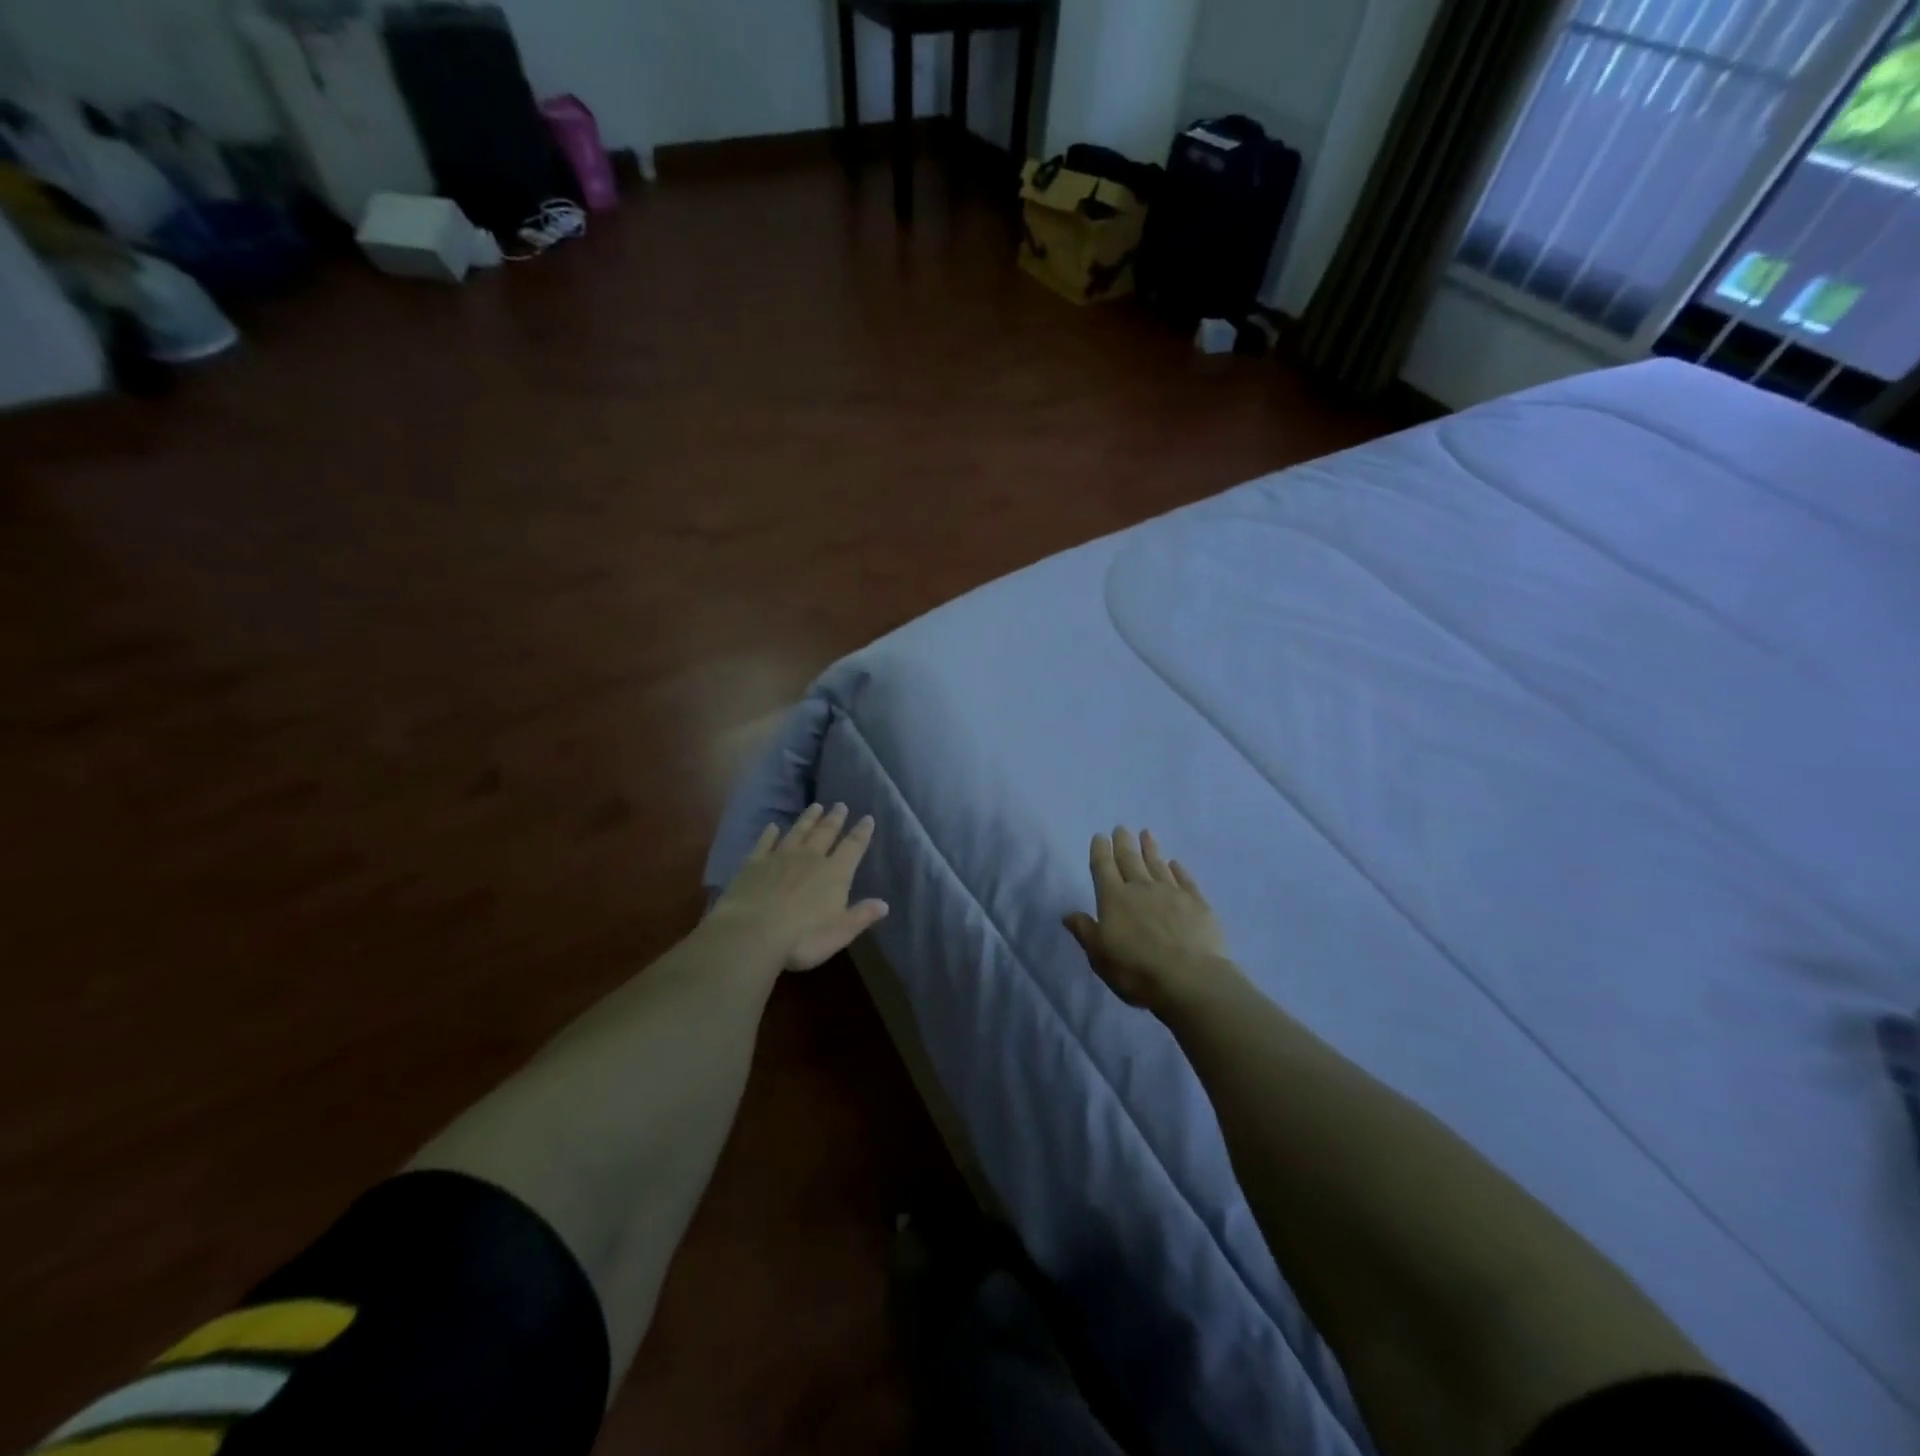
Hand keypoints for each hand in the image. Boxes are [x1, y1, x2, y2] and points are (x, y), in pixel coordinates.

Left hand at [712, 803, 888, 971]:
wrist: (752, 933)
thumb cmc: (803, 937)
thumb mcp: (841, 932)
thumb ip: (862, 915)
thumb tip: (884, 904)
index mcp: (835, 873)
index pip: (853, 847)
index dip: (862, 832)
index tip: (867, 818)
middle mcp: (810, 858)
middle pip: (825, 833)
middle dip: (835, 819)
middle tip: (840, 805)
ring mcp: (780, 857)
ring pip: (798, 831)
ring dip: (808, 819)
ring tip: (815, 806)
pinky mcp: (754, 863)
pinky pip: (765, 843)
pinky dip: (769, 833)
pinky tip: (772, 826)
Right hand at [1064, 828, 1225, 1010]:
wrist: (1189, 979)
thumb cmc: (1135, 969)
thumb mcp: (1099, 955)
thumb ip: (1085, 931)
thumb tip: (1068, 914)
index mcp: (1114, 898)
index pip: (1103, 867)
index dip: (1100, 851)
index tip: (1100, 836)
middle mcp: (1141, 888)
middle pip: (1130, 860)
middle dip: (1123, 843)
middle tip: (1121, 828)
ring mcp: (1171, 893)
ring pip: (1157, 864)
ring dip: (1150, 849)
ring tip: (1147, 834)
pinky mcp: (1197, 903)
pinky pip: (1185, 879)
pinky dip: (1178, 869)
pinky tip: (1175, 863)